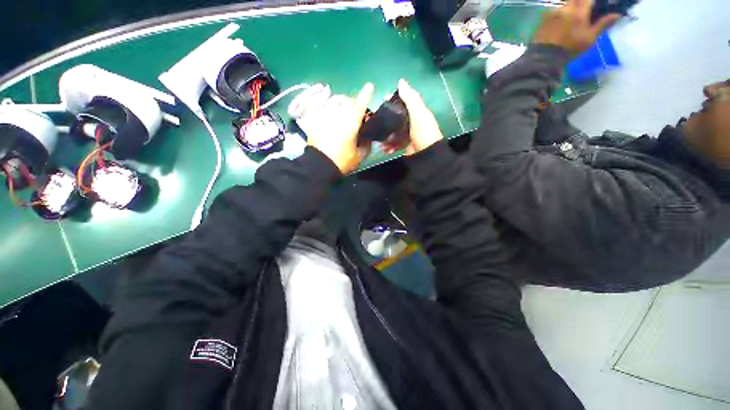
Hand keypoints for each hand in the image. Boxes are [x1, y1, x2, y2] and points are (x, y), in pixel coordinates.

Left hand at [306, 83, 373, 173]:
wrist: (319, 166)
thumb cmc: (341, 162)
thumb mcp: (359, 157)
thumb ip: (366, 146)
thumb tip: (368, 138)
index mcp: (350, 124)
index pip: (360, 105)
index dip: (365, 95)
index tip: (369, 86)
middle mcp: (338, 115)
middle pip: (347, 100)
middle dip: (352, 103)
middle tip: (353, 111)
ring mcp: (324, 115)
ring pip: (334, 100)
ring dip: (340, 102)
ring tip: (340, 109)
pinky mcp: (313, 119)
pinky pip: (318, 104)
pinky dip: (322, 102)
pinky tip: (325, 106)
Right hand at [383, 79, 443, 155]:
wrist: (426, 154)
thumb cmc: (423, 131)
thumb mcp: (418, 113)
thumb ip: (410, 98)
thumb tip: (401, 81)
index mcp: (417, 112)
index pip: (404, 102)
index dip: (394, 100)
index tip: (383, 100)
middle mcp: (412, 122)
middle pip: (397, 118)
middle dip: (386, 121)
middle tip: (377, 122)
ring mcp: (408, 134)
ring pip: (394, 132)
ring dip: (386, 136)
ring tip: (380, 141)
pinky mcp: (405, 145)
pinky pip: (395, 144)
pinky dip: (389, 146)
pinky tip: (385, 149)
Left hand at [532, 0, 619, 57]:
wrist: (543, 58)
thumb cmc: (569, 49)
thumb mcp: (589, 38)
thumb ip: (603, 24)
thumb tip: (617, 14)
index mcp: (579, 10)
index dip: (593, 2)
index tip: (596, 5)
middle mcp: (566, 6)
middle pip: (576, 0)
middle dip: (582, 3)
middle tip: (587, 10)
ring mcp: (553, 11)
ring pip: (566, 3)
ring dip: (572, 6)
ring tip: (574, 17)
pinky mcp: (544, 18)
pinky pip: (556, 9)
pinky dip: (562, 11)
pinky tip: (564, 19)